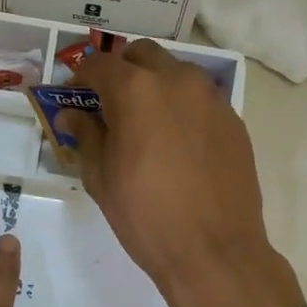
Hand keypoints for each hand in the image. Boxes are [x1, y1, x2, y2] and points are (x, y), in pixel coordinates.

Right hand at [61, 41, 305, 306]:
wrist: (215, 251)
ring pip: (176, 72)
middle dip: (121, 71)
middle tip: (109, 103)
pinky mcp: (233, 119)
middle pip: (142, 55)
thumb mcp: (101, 177)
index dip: (82, 77)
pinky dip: (182, 106)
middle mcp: (177, 80)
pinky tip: (176, 142)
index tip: (75, 96)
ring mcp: (211, 98)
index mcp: (136, 90)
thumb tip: (72, 115)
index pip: (100, 64)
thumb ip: (86, 135)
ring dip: (155, 84)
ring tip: (145, 122)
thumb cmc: (146, 216)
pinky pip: (200, 99)